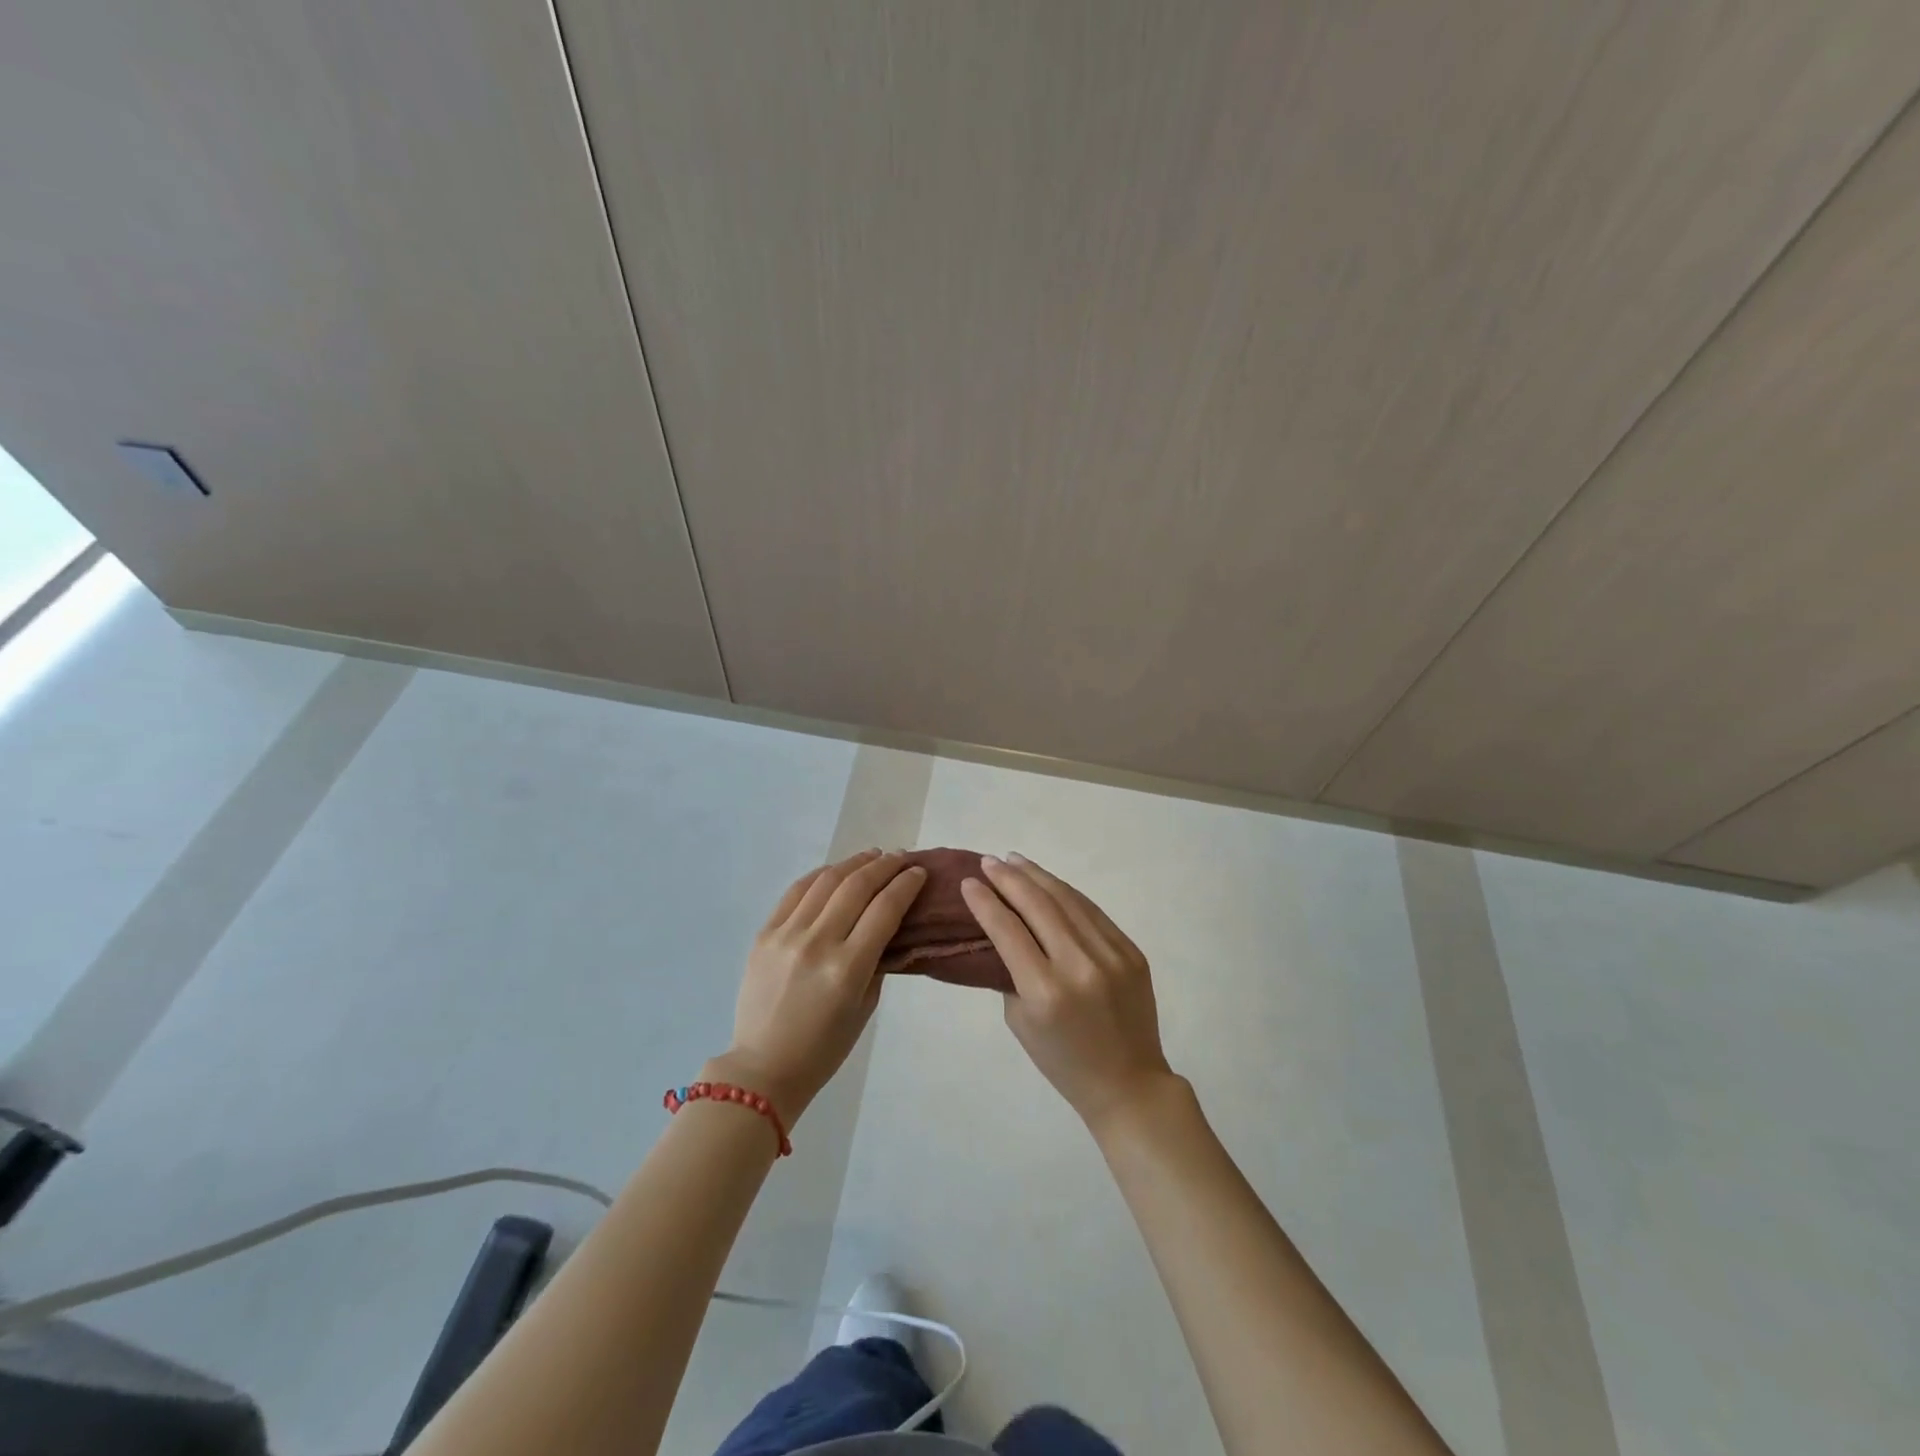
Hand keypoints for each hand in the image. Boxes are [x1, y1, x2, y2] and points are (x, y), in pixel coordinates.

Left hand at [718, 849, 926, 1123]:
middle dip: (885, 866)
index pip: (885, 909)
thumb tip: (887, 924)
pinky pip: (796, 892)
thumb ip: (877, 960)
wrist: (764, 1066)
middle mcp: (818, 943)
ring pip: (826, 881)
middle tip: (901, 858)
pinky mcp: (764, 933)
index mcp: (847, 968)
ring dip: (854, 863)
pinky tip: (836, 870)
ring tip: (873, 856)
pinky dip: (820, 875)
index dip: (906, 884)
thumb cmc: (824, 1048)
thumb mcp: (865, 1007)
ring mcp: (787, 935)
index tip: (919, 872)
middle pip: (857, 886)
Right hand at [962, 853, 1174, 1128]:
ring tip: (1014, 860)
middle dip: (1009, 878)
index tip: (968, 882)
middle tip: (989, 861)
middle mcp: (1079, 966)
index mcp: (1045, 991)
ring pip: (1068, 900)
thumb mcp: (1020, 1022)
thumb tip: (1003, 931)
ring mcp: (1111, 955)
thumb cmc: (1063, 1061)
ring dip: (1038, 876)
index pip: (1008, 931)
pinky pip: (1093, 912)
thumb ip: (1010, 973)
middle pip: (1038, 906)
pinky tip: (1049, 882)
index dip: (985, 902)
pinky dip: (1067, 893)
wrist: (1128, 1083)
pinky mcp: (1131, 951)